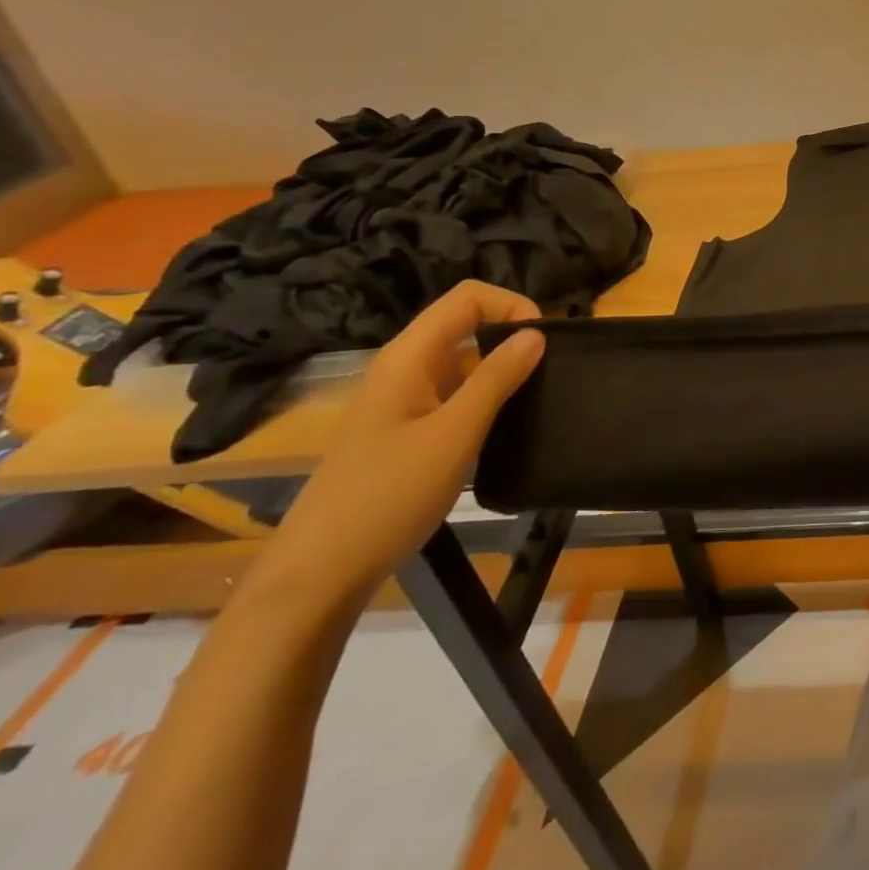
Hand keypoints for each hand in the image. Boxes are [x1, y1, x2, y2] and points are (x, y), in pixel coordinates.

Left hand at [251, 282, 545, 610]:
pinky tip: (502, 428)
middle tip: (548, 371)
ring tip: (534, 398)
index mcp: (409, 356)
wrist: (320, 572)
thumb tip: (536, 334)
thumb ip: (497, 378)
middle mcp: (403, 367)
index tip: (544, 342)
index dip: (512, 305)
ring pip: (461, 361)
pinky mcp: (403, 429)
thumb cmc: (389, 494)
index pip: (468, 298)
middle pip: (465, 323)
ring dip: (500, 369)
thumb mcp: (456, 433)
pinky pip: (452, 393)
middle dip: (511, 335)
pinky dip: (483, 397)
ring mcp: (400, 399)